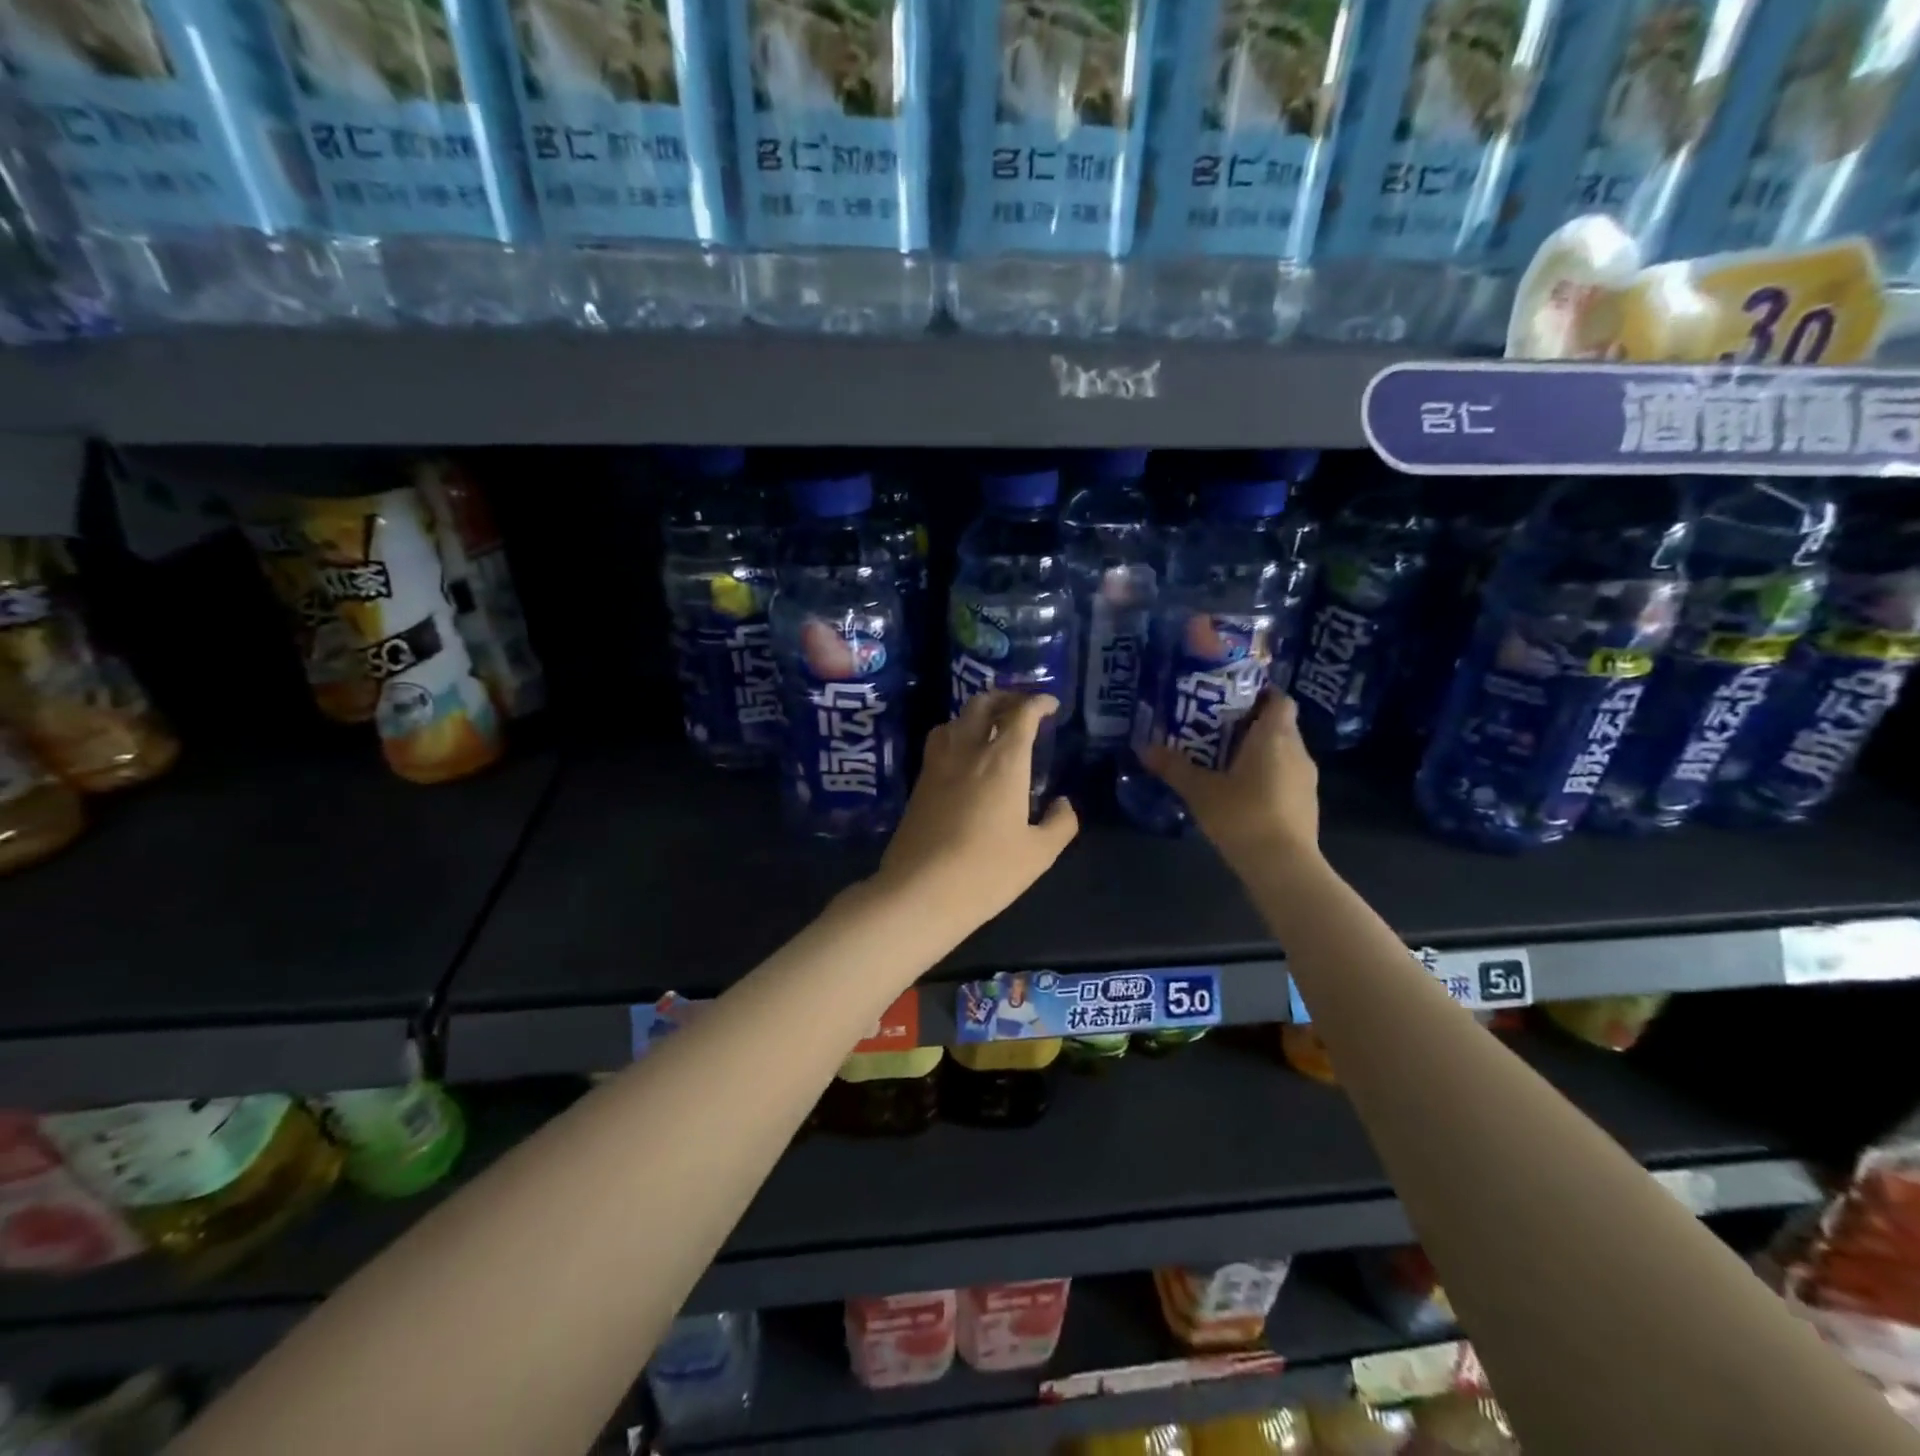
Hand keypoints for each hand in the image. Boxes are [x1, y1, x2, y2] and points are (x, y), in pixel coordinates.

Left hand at [873, 691, 1078, 932]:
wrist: (921, 891)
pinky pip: (939, 741)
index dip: (1038, 702)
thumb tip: (1063, 804)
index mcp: (1003, 761)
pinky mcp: (919, 782)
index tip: (1050, 705)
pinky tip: (963, 756)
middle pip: (983, 704)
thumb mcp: (1038, 854)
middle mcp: (968, 751)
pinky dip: (956, 734)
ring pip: (955, 719)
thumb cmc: (987, 871)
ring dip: (977, 713)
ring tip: (991, 727)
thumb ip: (1060, 824)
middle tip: (1022, 707)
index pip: (1021, 714)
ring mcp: (938, 764)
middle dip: (1006, 697)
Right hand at [1144, 691, 1320, 870]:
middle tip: (1214, 729)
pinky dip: (1266, 776)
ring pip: (1282, 752)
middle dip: (1249, 724)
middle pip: (1278, 725)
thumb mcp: (1200, 791)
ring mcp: (1306, 779)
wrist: (1284, 866)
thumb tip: (1144, 748)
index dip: (1259, 694)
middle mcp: (1297, 750)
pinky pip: (1285, 776)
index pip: (1279, 699)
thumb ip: (1173, 767)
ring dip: (1257, 752)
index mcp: (1275, 736)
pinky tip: (1240, 791)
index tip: (1231, 698)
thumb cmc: (1243, 815)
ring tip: (1222, 760)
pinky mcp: (1306, 804)